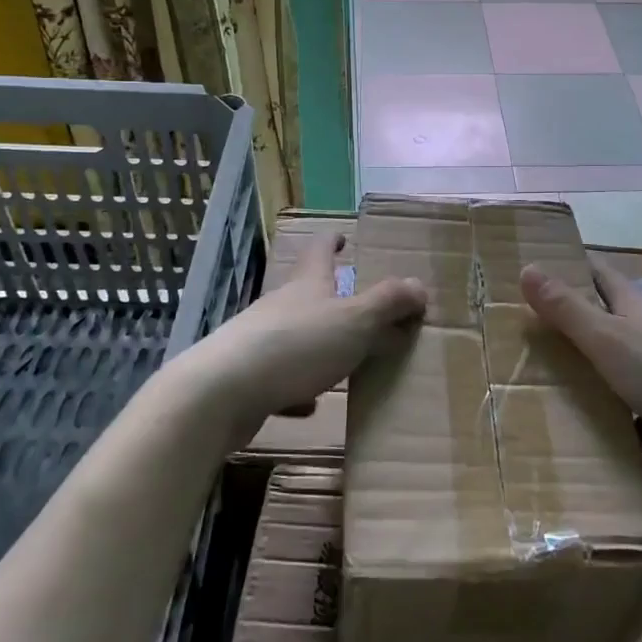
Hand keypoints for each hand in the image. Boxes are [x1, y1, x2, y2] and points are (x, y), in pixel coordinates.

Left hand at [192, 232, 426, 438]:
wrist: (222, 392)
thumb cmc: (296, 345)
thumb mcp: (355, 321)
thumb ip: (389, 303)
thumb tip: (419, 285)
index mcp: (308, 284)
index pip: (319, 249)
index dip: (331, 240)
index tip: (341, 236)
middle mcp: (282, 305)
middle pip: (308, 292)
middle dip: (331, 295)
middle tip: (359, 307)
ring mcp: (260, 340)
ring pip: (295, 335)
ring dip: (318, 342)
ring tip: (344, 358)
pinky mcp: (247, 378)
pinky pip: (280, 378)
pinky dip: (298, 386)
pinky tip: (310, 405)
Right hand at [521, 260, 641, 476]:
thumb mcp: (606, 339)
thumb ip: (567, 309)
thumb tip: (527, 268)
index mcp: (636, 305)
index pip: (600, 273)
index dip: (573, 266)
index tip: (544, 266)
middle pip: (616, 315)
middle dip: (583, 319)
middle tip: (544, 330)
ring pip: (633, 360)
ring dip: (606, 368)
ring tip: (571, 385)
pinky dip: (634, 416)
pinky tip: (618, 437)